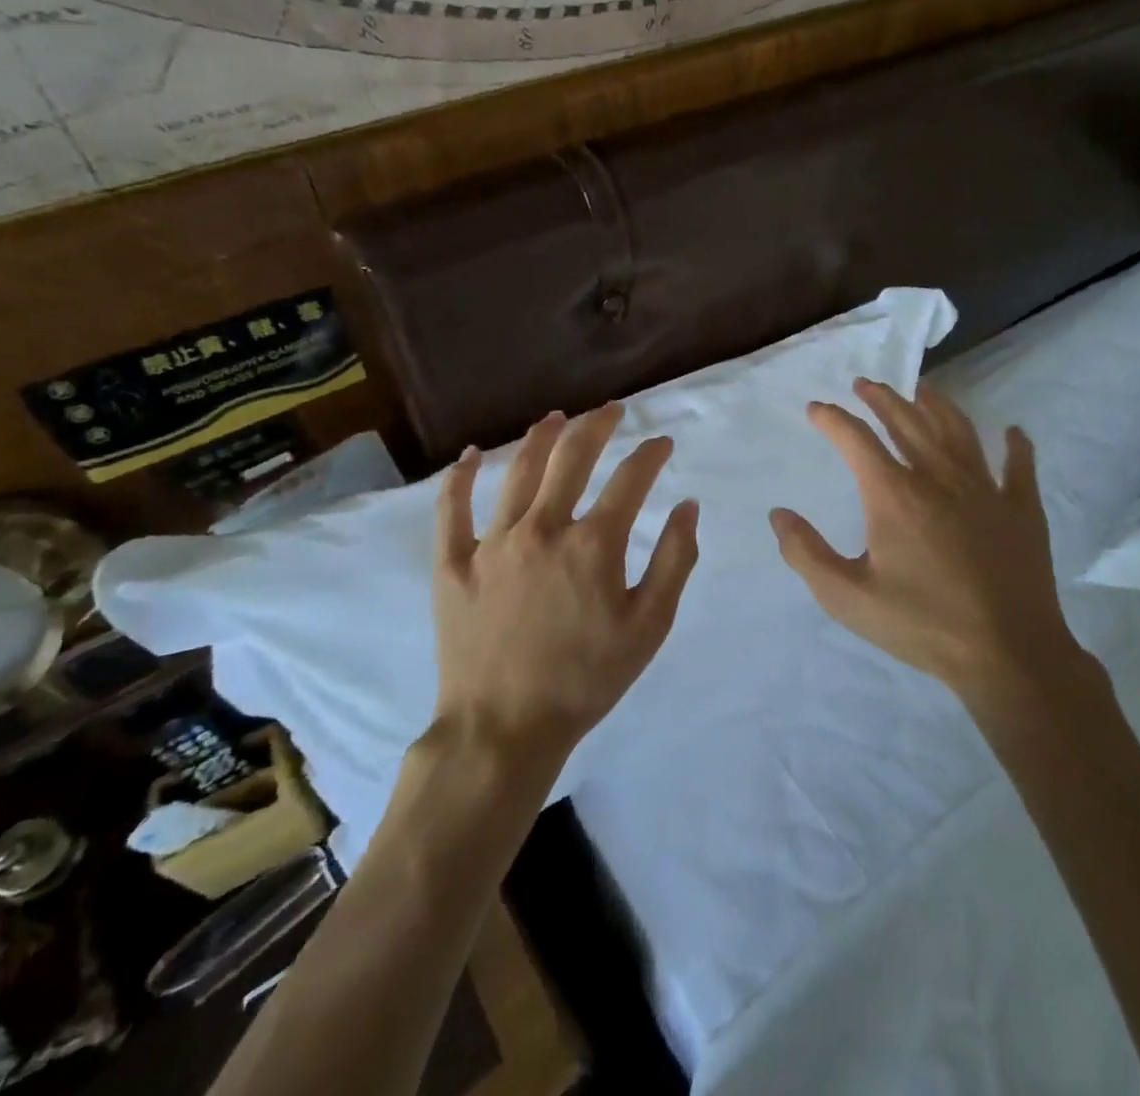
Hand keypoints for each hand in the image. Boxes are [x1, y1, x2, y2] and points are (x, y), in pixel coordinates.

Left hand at [432, 403, 699, 765]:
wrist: (503, 729)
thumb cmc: (586, 680)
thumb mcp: (649, 627)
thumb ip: (674, 561)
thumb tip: (687, 506)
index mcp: (593, 544)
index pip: (630, 479)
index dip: (651, 454)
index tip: (663, 443)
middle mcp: (543, 528)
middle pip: (572, 458)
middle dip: (597, 426)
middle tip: (611, 410)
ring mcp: (493, 542)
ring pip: (518, 472)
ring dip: (540, 437)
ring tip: (556, 417)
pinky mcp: (453, 563)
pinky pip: (452, 509)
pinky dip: (460, 477)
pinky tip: (471, 455)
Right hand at [770, 378, 1084, 713]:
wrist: (1007, 654)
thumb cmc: (922, 625)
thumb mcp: (847, 597)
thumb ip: (806, 553)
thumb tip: (778, 514)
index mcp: (895, 495)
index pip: (856, 439)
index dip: (832, 419)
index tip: (816, 409)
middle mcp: (939, 477)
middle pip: (907, 421)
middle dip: (882, 398)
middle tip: (865, 384)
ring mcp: (986, 489)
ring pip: (958, 430)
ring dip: (936, 404)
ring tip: (921, 389)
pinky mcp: (1022, 508)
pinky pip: (1019, 465)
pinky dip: (1015, 445)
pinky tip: (1011, 432)